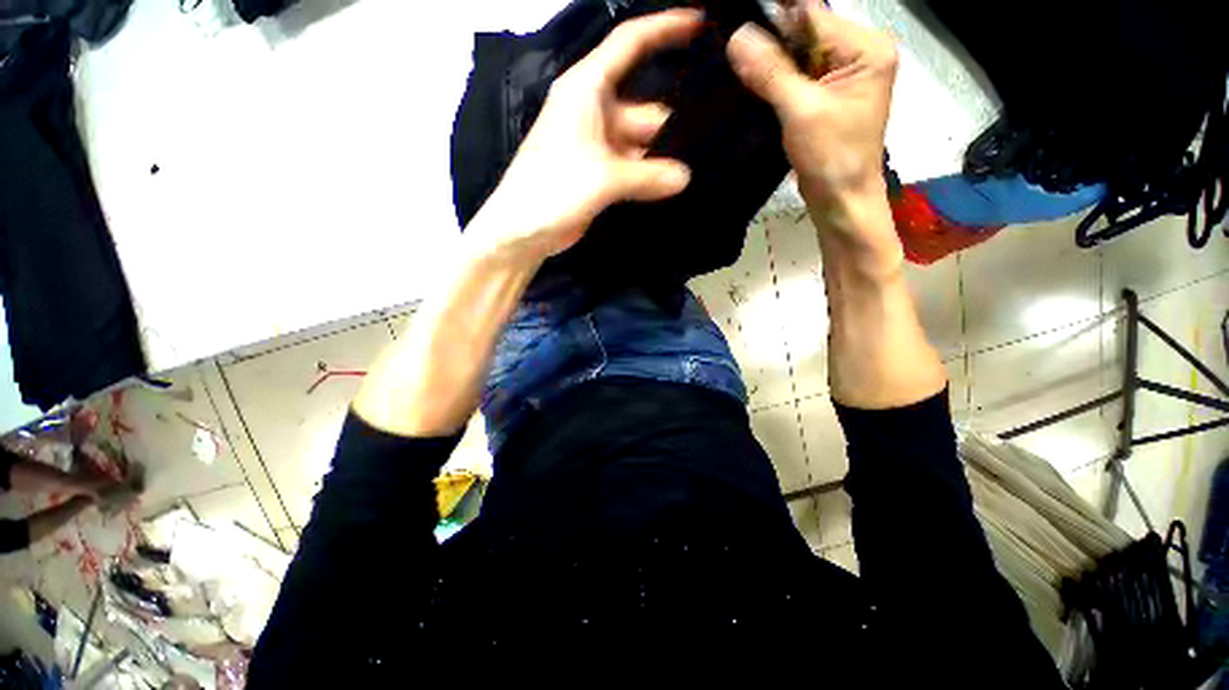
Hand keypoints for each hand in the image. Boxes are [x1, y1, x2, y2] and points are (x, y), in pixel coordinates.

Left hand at [474, 9, 701, 260]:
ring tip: (701, 166)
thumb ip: (647, 176)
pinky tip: (674, 186)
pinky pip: (633, 168)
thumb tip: (685, 177)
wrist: (522, 230)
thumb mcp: (602, 178)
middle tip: (713, 139)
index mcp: (587, 90)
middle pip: (645, 107)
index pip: (630, 44)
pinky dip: (650, 176)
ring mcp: (598, 146)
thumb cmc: (552, 190)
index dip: (665, 28)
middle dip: (674, 123)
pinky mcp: (600, 175)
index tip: (702, 24)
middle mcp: (594, 111)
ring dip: (664, 156)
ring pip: (641, 143)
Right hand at [726, 0, 896, 207]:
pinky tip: (750, 87)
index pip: (813, 17)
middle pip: (804, 36)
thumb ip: (772, 72)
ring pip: (795, 59)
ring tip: (736, 68)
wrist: (840, 201)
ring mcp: (839, 79)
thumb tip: (737, 37)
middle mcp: (856, 55)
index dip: (776, 18)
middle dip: (769, 43)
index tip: (739, 22)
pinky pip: (794, 81)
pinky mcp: (823, 100)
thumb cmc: (832, 157)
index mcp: (865, 49)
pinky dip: (772, 84)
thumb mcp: (802, 111)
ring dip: (768, 65)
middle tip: (730, 49)